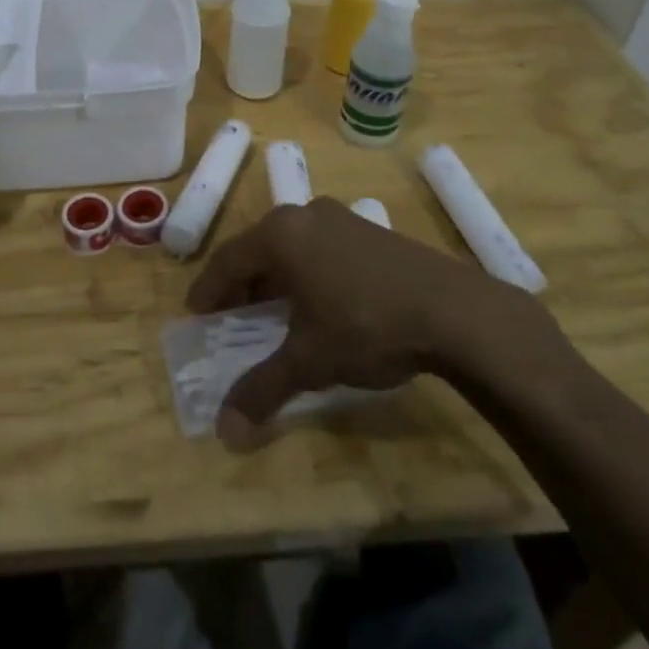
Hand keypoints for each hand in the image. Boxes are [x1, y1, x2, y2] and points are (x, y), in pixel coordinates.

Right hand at [186, 198, 556, 448]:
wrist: (452, 310)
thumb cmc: (366, 326)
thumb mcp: (309, 361)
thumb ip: (263, 390)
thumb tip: (225, 433)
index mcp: (280, 235)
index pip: (228, 260)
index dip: (209, 290)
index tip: (196, 313)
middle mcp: (305, 215)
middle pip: (259, 248)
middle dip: (242, 283)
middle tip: (231, 314)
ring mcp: (341, 218)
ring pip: (292, 245)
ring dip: (276, 276)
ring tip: (273, 310)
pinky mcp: (370, 230)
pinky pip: (321, 246)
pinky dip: (307, 271)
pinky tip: (320, 301)